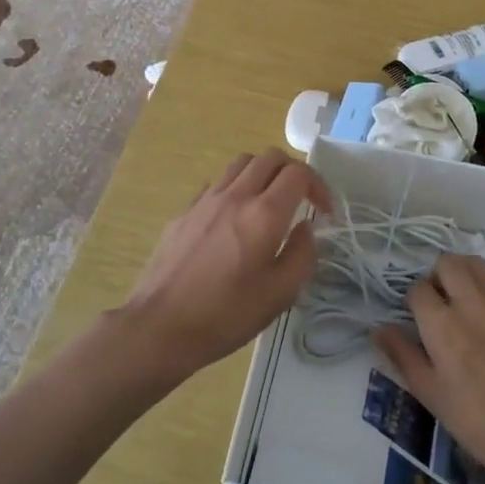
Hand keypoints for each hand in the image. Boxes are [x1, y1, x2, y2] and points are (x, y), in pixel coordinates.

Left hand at [118, 150, 332, 379]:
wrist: (160, 326)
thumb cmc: (226, 315)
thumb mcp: (280, 295)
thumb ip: (302, 255)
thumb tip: (305, 228)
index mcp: (264, 214)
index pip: (298, 173)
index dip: (318, 185)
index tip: (324, 211)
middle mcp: (236, 195)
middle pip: (270, 157)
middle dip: (293, 171)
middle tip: (301, 199)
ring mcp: (206, 200)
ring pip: (242, 163)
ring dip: (263, 172)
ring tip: (269, 201)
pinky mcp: (185, 211)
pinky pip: (217, 182)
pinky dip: (236, 187)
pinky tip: (234, 216)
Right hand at [374, 254, 484, 483]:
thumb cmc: (475, 419)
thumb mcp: (429, 392)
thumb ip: (402, 354)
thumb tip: (378, 328)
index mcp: (441, 324)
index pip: (418, 289)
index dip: (415, 301)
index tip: (420, 318)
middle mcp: (471, 302)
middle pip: (447, 263)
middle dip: (439, 277)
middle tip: (443, 302)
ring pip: (478, 264)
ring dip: (467, 276)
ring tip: (469, 300)